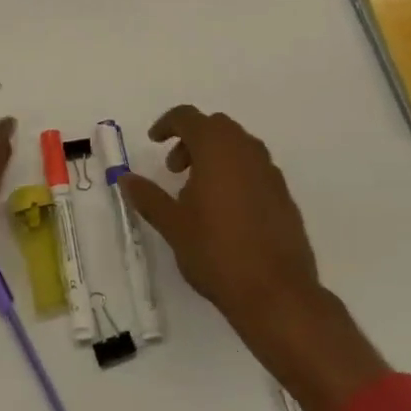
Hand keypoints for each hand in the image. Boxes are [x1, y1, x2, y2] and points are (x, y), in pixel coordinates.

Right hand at [122, 106, 386, 410]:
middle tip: (174, 169)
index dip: (167, 124)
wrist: (276, 293)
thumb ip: (148, 196)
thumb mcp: (173, 225)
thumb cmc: (216, 252)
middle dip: (191, 139)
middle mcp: (247, 151)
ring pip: (238, 147)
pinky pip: (254, 169)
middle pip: (216, 127)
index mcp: (217, 149)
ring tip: (197, 193)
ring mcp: (270, 173)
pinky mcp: (284, 196)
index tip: (154, 142)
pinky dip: (235, 174)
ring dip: (214, 156)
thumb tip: (126, 178)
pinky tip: (225, 211)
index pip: (188, 117)